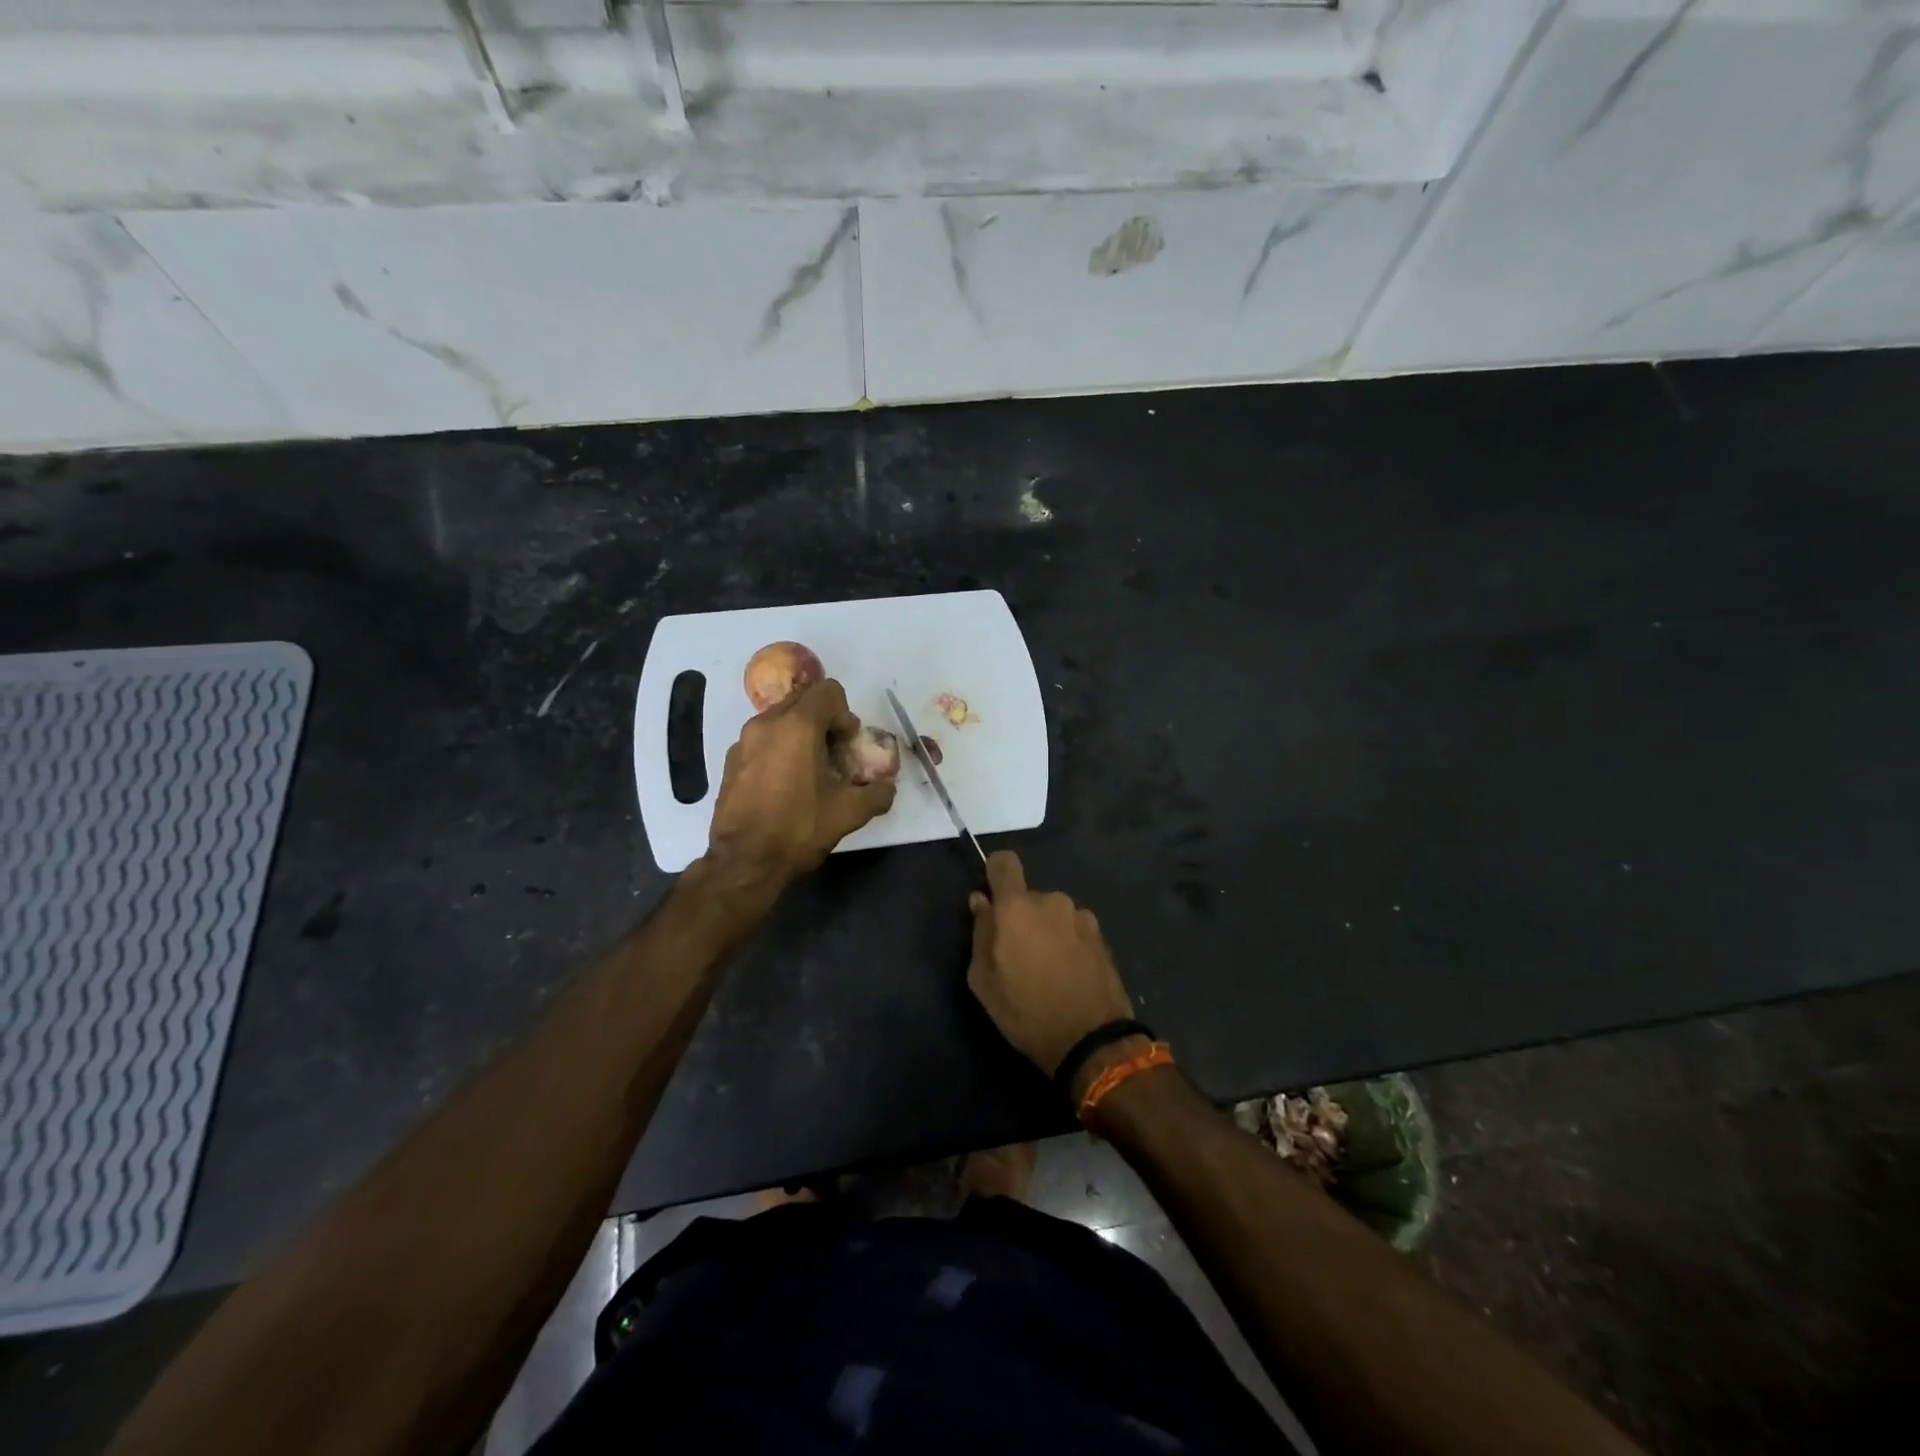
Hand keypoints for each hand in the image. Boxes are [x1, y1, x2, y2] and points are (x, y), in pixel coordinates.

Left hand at [705, 678, 896, 887]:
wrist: (743, 862)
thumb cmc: (798, 829)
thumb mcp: (848, 814)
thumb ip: (877, 794)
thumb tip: (887, 788)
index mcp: (797, 726)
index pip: (828, 691)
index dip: (845, 714)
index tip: (847, 745)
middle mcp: (766, 723)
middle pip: (803, 700)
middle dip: (823, 720)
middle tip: (833, 754)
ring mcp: (743, 741)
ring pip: (780, 719)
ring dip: (800, 734)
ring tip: (809, 770)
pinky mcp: (730, 760)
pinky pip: (761, 740)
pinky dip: (777, 749)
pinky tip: (784, 784)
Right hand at [967, 851, 1133, 1079]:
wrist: (1090, 1040)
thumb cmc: (1025, 1010)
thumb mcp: (983, 980)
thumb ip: (980, 933)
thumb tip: (981, 903)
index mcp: (1016, 907)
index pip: (1004, 862)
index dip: (994, 874)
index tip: (992, 899)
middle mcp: (1051, 901)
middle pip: (1028, 897)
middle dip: (1021, 917)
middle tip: (1018, 955)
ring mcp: (1081, 917)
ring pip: (1053, 914)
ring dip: (1047, 931)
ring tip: (1048, 970)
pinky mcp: (1101, 936)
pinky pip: (1074, 930)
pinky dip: (1068, 944)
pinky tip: (1070, 975)